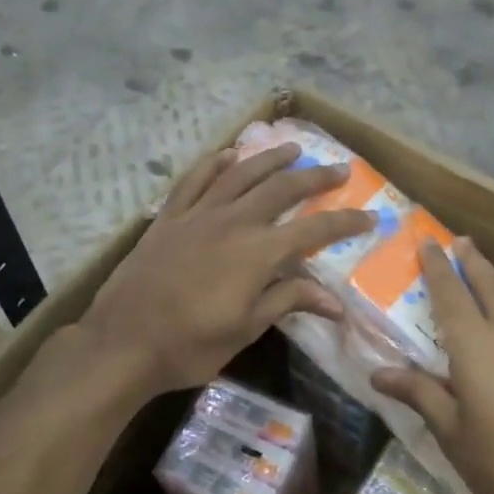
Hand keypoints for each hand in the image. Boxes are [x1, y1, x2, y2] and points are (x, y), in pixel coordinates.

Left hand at [80, 144, 376, 397]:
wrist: (123, 342)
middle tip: (339, 169)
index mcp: (257, 253)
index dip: (344, 223)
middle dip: (315, 178)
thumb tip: (336, 301)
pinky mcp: (169, 218)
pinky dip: (214, 164)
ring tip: (292, 148)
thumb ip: (288, 302)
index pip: (313, 231)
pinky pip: (195, 180)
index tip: (370, 217)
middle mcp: (232, 222)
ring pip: (240, 175)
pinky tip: (228, 155)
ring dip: (270, 159)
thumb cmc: (189, 345)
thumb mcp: (246, 330)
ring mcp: (197, 215)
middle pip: (281, 190)